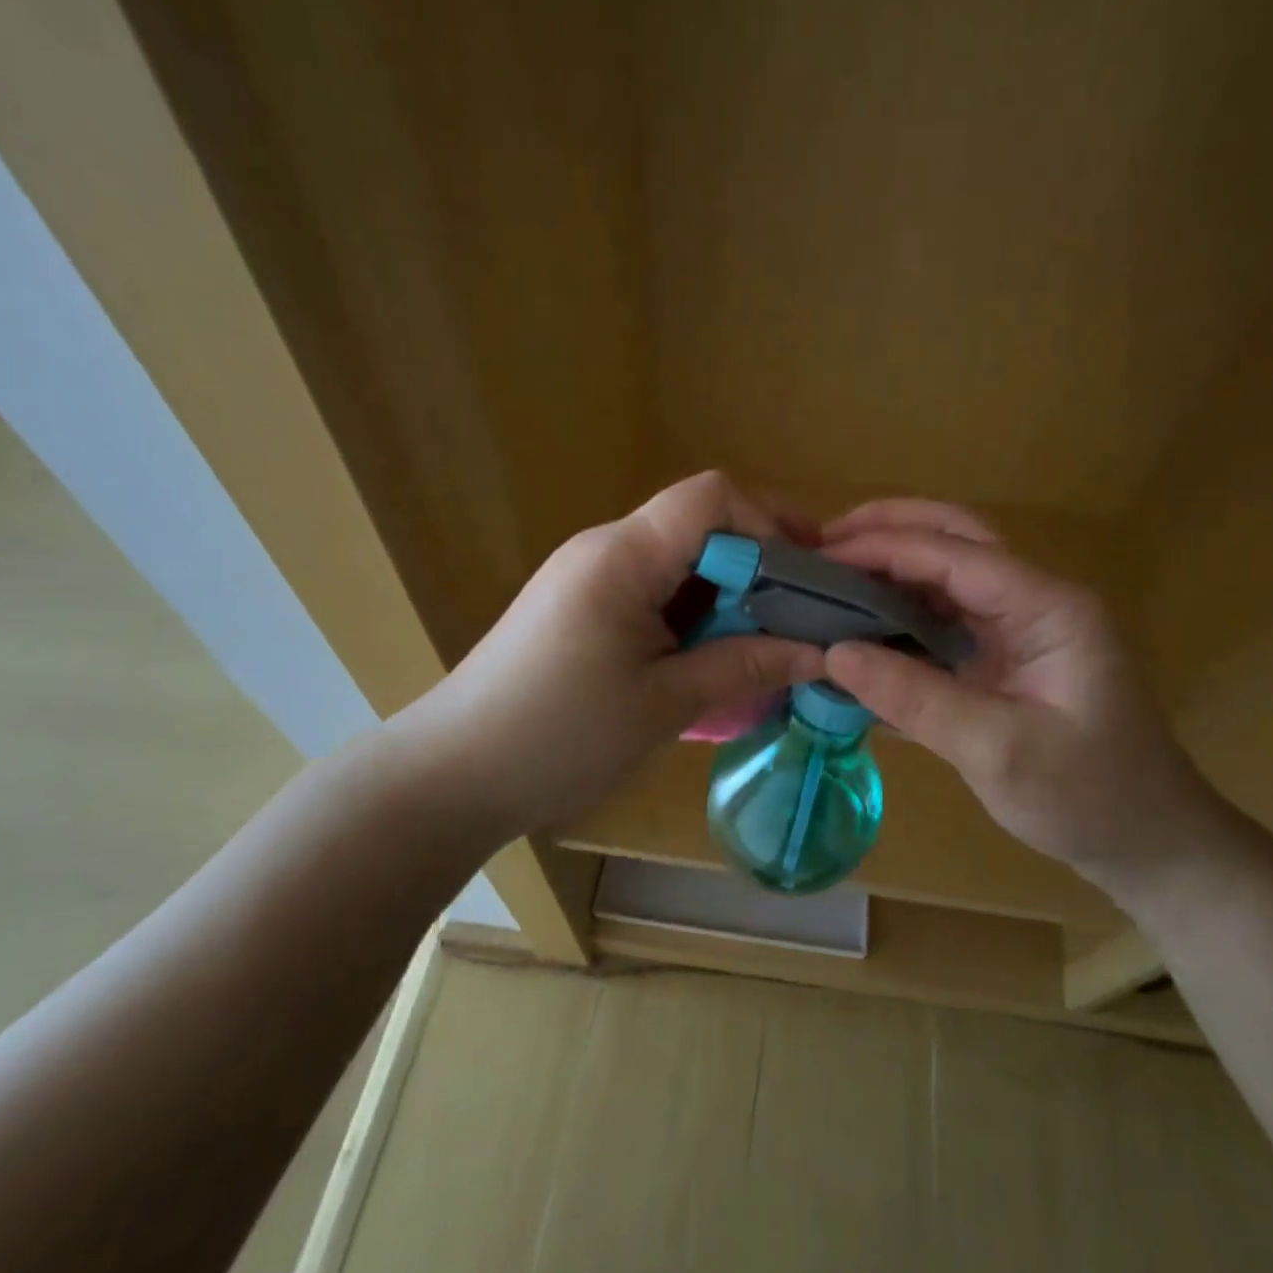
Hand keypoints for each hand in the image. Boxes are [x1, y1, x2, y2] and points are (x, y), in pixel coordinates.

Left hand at [383, 472, 823, 837]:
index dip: (769, 523)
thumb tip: (820, 652)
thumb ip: (744, 666)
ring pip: (681, 559)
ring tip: (768, 643)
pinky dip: (696, 614)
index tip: (809, 577)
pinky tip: (715, 656)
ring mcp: (591, 576)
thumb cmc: (557, 737)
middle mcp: (606, 548)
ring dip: (729, 594)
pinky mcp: (584, 606)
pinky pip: (656, 589)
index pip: (711, 497)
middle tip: (804, 616)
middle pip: (701, 523)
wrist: (452, 775)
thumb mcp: (663, 705)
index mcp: (623, 555)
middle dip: (759, 563)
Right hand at [818, 500, 1228, 892]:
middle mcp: (1032, 601)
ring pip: (947, 571)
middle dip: (888, 529)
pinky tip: (861, 620)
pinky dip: (900, 608)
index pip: (955, 553)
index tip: (821, 556)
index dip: (885, 547)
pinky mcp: (1004, 654)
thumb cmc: (1089, 798)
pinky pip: (944, 615)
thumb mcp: (999, 752)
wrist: (1149, 843)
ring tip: (829, 575)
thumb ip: (916, 699)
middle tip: (820, 544)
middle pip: (955, 537)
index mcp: (1047, 608)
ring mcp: (1019, 626)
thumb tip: (834, 653)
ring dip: (890, 566)